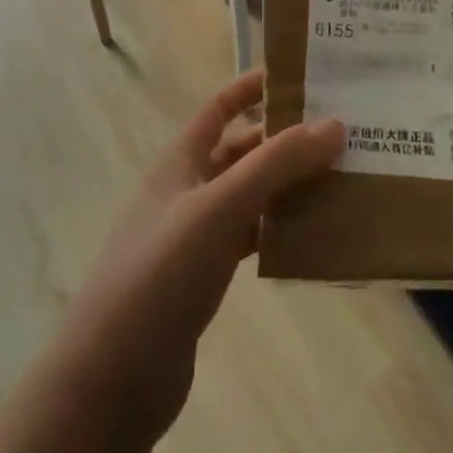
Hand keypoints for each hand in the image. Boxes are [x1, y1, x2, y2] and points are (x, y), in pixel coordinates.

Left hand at [49, 69, 344, 440]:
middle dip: (283, 139)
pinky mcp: (204, 279)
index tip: (299, 75)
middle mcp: (186, 192)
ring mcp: (194, 237)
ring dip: (287, 186)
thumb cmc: (160, 274)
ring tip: (341, 178)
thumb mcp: (219, 208)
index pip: (217, 110)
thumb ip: (275, 166)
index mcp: (179, 163)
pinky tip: (314, 235)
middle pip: (239, 152)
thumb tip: (333, 124)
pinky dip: (279, 232)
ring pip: (249, 197)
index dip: (251, 88)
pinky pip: (249, 239)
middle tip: (341, 132)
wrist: (111, 377)